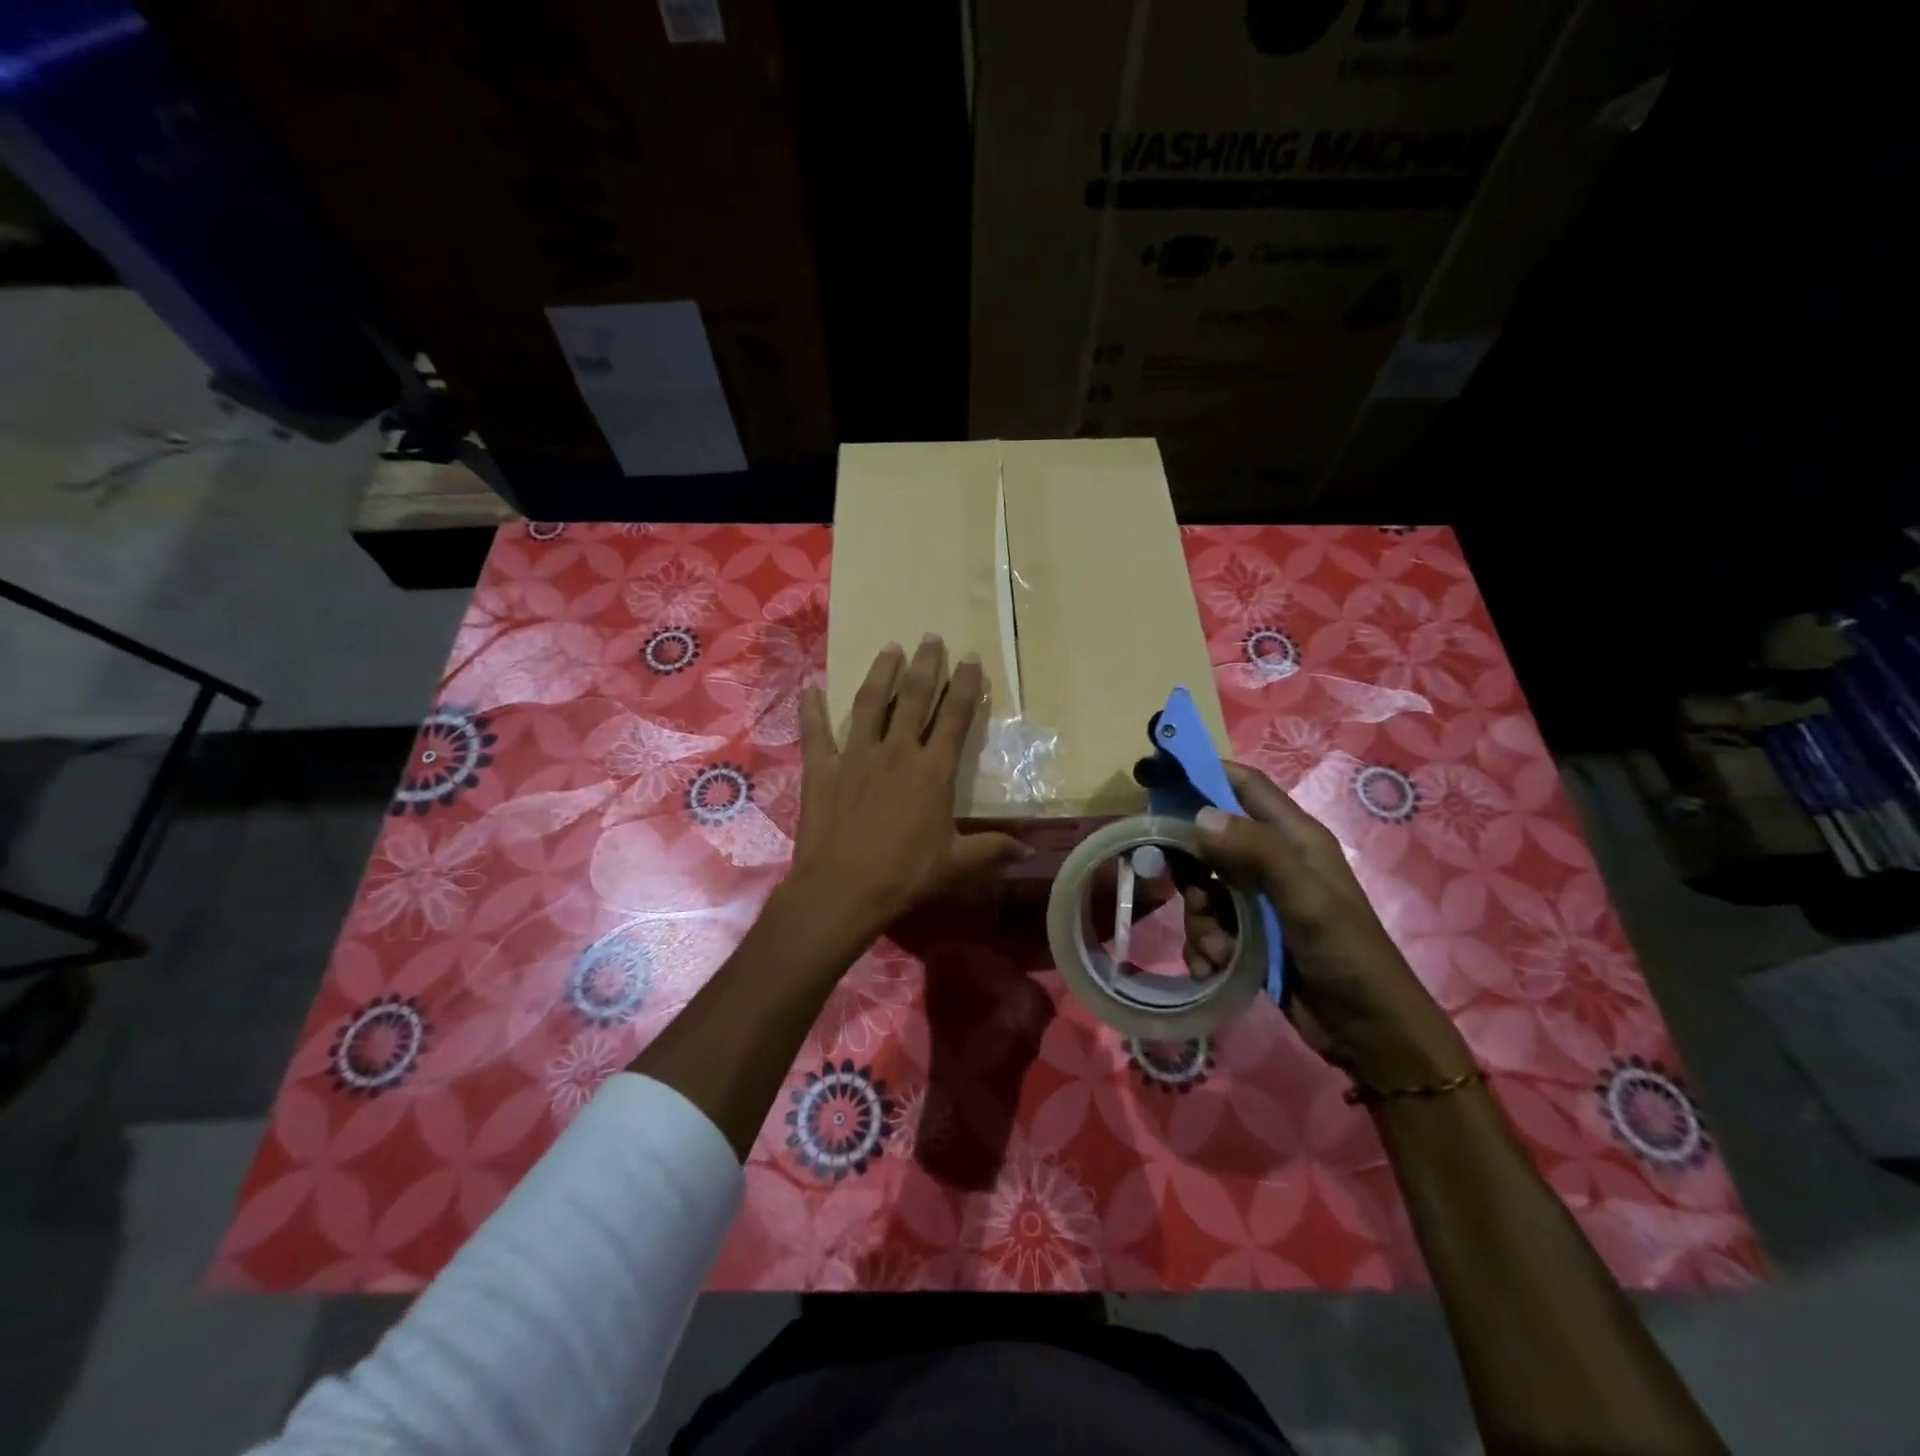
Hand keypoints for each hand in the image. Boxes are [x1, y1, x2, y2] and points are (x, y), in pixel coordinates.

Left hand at [784, 636, 1029, 952]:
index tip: (970, 658)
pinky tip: (810, 688)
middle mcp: (897, 751)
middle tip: (931, 637)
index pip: (954, 717)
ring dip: (881, 673)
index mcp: (932, 770)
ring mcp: (856, 756)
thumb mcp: (956, 864)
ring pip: (870, 703)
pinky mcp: (823, 769)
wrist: (843, 888)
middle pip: (914, 698)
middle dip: (926, 665)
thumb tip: (1028, 849)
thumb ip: (991, 850)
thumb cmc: (905, 875)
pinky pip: (816, 732)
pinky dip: (812, 710)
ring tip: (890, 647)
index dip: (965, 686)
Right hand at [1184, 761, 1470, 1088]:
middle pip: (1209, 840)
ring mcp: (1258, 899)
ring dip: (1199, 918)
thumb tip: (1199, 815)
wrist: (1368, 1033)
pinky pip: (1207, 924)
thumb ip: (1256, 852)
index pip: (1243, 785)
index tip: (1157, 781)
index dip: (1203, 775)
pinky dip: (1204, 944)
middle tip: (1189, 894)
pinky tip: (1214, 967)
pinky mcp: (1248, 934)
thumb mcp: (1305, 899)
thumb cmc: (1346, 954)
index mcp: (1294, 837)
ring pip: (1202, 887)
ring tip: (1218, 949)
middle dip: (1190, 868)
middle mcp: (1272, 860)